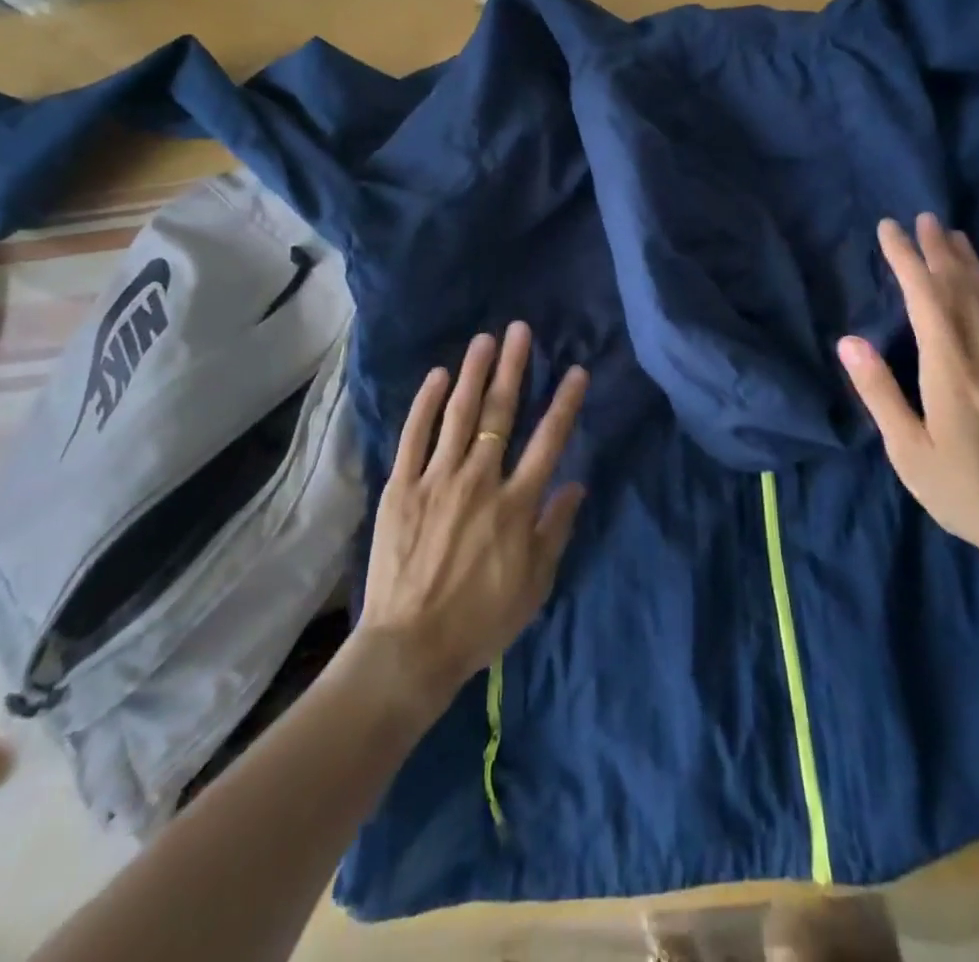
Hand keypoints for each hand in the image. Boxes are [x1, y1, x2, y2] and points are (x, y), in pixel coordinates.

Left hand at [359, 322, 588, 709]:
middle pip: (501, 414)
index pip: (549, 441)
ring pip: (458, 415)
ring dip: (473, 373)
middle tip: (521, 330)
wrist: (410, 648)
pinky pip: (414, 437)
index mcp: (516, 504)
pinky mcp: (401, 488)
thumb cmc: (481, 620)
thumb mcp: (536, 584)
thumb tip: (576, 483)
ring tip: (484, 340)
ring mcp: (436, 480)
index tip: (576, 370)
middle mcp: (480, 480)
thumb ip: (556, 528)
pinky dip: (425, 404)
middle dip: (514, 368)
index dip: (565, 403)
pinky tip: (436, 376)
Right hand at [837, 214, 978, 563]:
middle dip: (938, 250)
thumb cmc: (963, 488)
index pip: (925, 297)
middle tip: (922, 218)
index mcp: (951, 367)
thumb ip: (878, 391)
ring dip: (967, 263)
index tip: (889, 229)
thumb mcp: (907, 449)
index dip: (906, 259)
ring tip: (952, 236)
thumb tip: (849, 340)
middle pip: (960, 286)